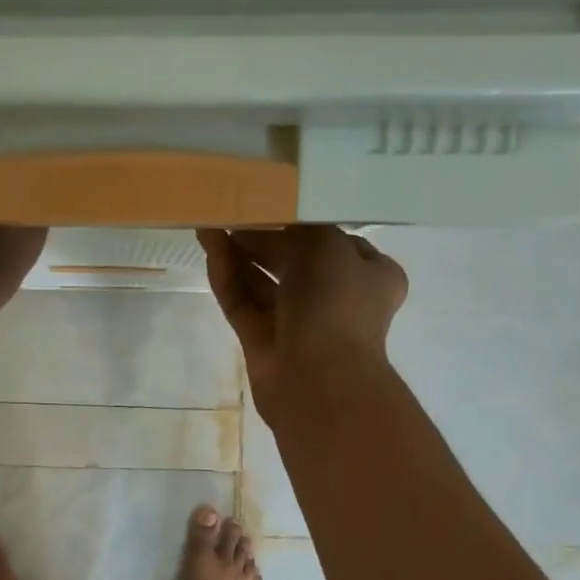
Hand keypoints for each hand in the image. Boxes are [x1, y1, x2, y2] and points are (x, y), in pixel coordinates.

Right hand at [197, 226, 407, 427]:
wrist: (319, 379)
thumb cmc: (336, 305)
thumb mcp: (326, 245)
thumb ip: (296, 227)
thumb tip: (266, 223)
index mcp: (368, 274)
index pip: (333, 240)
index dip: (302, 220)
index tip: (271, 199)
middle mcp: (335, 298)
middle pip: (293, 259)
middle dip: (262, 236)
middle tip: (230, 210)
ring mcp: (297, 322)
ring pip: (263, 282)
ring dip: (239, 253)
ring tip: (211, 222)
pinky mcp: (263, 341)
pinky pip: (243, 302)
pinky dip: (229, 276)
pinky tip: (211, 247)